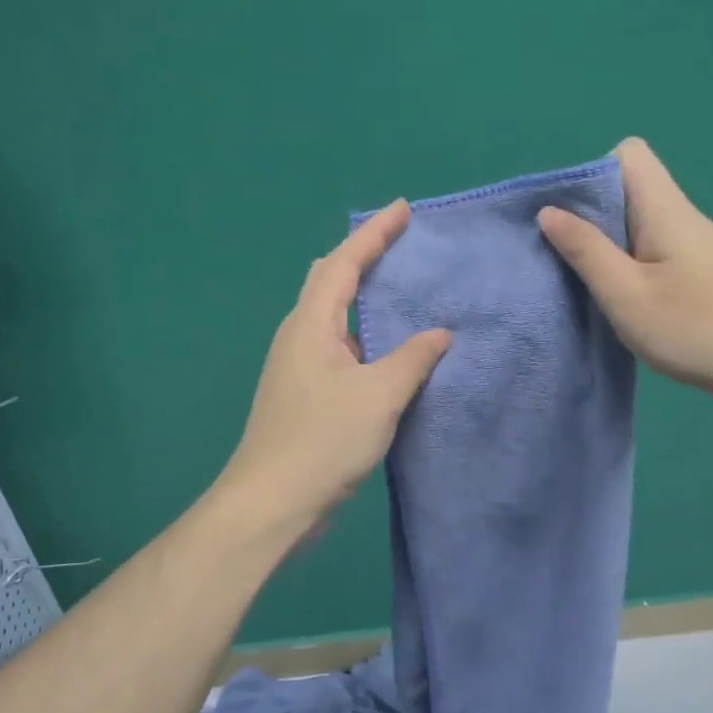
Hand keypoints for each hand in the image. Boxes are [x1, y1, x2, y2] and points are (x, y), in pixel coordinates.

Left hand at [222, 201, 450, 529]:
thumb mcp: (379, 396)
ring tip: (402, 289)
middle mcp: (300, 336)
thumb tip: (440, 334)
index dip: (373, 233)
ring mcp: (299, 365)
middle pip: (329, 280)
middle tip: (401, 244)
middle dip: (363, 255)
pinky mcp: (305, 393)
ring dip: (364, 296)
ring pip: (334, 315)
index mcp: (312, 325)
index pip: (344, 262)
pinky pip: (340, 346)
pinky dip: (365, 334)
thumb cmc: (322, 441)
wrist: (271, 503)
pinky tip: (390, 349)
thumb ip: (413, 359)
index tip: (403, 209)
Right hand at [538, 138, 712, 416]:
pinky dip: (633, 266)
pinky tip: (628, 303)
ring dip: (610, 246)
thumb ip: (585, 251)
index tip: (569, 217)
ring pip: (642, 224)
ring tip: (591, 285)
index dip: (592, 174)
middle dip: (591, 216)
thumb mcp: (626, 294)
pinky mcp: (706, 272)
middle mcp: (683, 216)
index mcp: (664, 209)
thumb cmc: (697, 329)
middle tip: (568, 258)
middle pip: (631, 189)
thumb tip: (549, 211)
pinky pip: (658, 251)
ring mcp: (699, 245)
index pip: (628, 154)